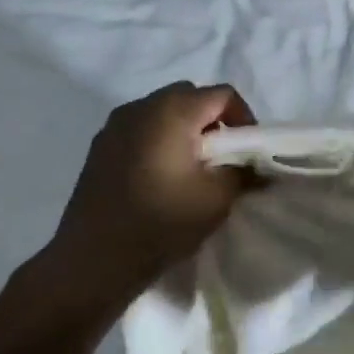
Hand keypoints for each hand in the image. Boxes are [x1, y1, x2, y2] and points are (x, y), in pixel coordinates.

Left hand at [41, 82, 256, 302]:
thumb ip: (243, 172)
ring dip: (185, 131)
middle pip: (190, 96)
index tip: (247, 151)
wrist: (95, 258)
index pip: (222, 95)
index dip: (244, 118)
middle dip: (213, 121)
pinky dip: (160, 141)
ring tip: (192, 168)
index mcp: (172, 111)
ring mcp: (115, 125)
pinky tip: (162, 177)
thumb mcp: (217, 198)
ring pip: (162, 112)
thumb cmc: (162, 221)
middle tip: (223, 157)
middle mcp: (141, 107)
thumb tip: (257, 166)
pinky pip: (141, 130)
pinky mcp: (100, 147)